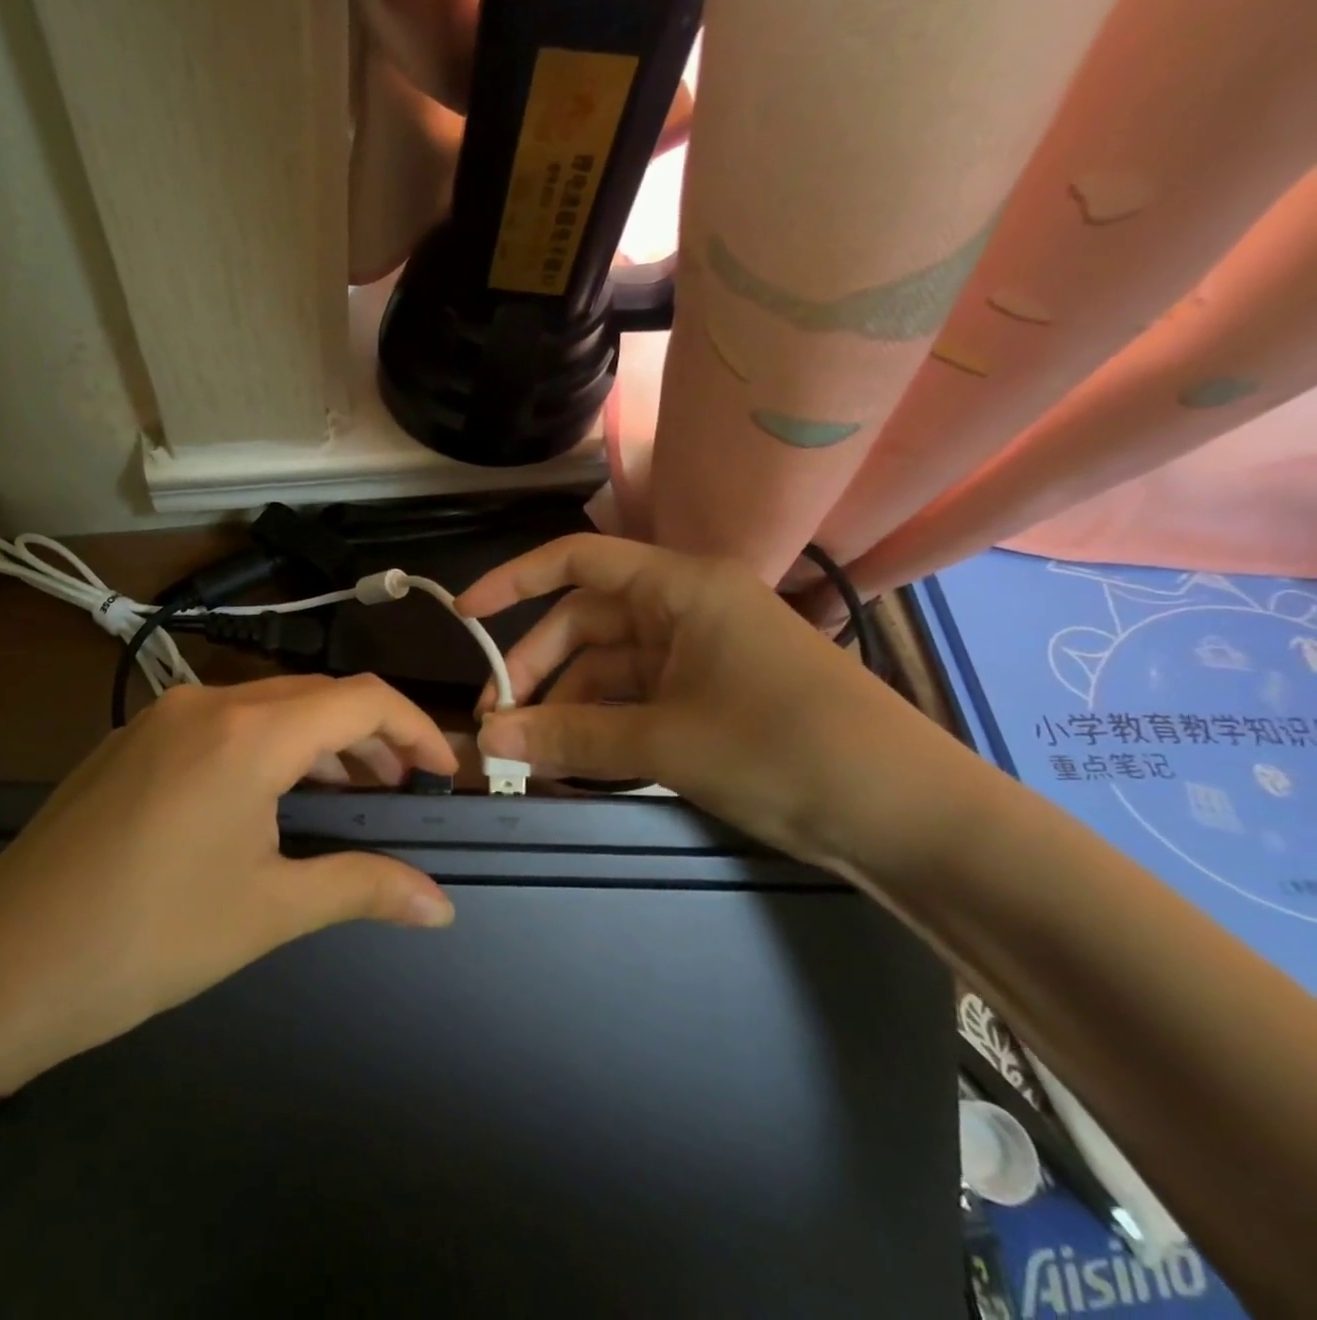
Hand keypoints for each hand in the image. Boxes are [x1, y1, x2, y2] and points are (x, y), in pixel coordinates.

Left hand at [0, 675, 458, 1094]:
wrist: (1, 966)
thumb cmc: (148, 939)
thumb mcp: (268, 911)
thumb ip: (363, 888)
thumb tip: (439, 904)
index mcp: (248, 734)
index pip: (362, 699)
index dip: (416, 729)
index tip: (443, 773)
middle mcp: (207, 703)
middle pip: (316, 696)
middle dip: (370, 737)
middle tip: (402, 790)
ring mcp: (163, 716)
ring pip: (269, 707)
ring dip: (319, 741)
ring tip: (349, 794)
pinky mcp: (134, 739)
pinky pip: (223, 723)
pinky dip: (269, 746)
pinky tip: (273, 796)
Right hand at [457, 534, 953, 867]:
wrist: (915, 820)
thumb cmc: (789, 751)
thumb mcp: (667, 743)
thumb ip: (571, 736)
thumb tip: (488, 741)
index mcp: (682, 588)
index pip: (578, 562)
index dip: (514, 581)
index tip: (466, 617)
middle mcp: (687, 610)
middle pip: (586, 624)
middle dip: (537, 670)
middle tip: (498, 722)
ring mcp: (701, 656)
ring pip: (608, 669)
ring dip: (567, 707)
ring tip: (530, 756)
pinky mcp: (711, 699)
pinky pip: (636, 701)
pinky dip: (601, 727)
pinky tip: (573, 762)